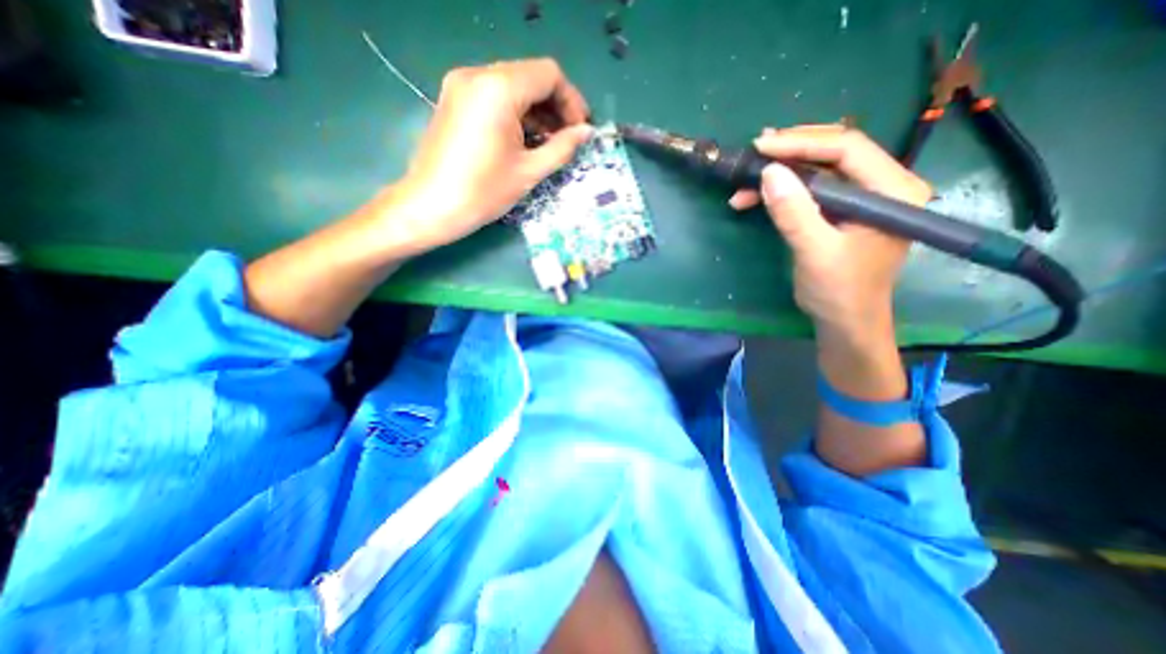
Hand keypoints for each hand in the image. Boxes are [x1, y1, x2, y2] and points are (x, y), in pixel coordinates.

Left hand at [385, 59, 596, 253]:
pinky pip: (494, 95)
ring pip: (513, 84)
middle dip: (555, 105)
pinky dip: (515, 112)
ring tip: (548, 143)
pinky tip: (523, 139)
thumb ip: (562, 147)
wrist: (431, 206)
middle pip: (530, 76)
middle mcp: (478, 74)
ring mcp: (461, 84)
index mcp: (498, 89)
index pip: (549, 74)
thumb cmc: (483, 193)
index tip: (580, 130)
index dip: (571, 101)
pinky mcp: (453, 98)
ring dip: (536, 110)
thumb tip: (587, 132)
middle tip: (567, 138)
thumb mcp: (529, 172)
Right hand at [725, 122, 930, 343]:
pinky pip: (810, 190)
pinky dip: (781, 192)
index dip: (802, 143)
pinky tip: (754, 198)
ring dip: (780, 175)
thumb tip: (768, 172)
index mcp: (892, 191)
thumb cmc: (838, 290)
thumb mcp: (814, 252)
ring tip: (743, 184)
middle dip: (790, 152)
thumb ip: (794, 212)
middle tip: (753, 153)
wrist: (844, 321)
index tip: (761, 147)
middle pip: (834, 152)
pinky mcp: (841, 211)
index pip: (848, 149)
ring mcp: (861, 198)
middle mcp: (883, 186)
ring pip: (818, 170)